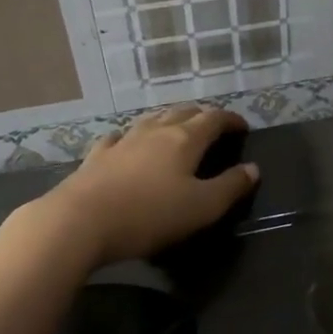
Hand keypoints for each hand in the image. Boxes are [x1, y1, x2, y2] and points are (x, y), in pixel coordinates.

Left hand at [43, 105, 258, 263]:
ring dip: (169, 118)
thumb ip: (230, 187)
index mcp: (185, 139)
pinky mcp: (97, 156)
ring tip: (177, 126)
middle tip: (213, 126)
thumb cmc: (149, 215)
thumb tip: (253, 169)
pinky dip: (132, 135)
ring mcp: (123, 140)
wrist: (80, 221)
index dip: (231, 120)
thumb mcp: (201, 207)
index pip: (214, 118)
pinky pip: (119, 136)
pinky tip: (126, 141)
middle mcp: (155, 131)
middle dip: (202, 115)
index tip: (242, 127)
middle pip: (183, 112)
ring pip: (151, 119)